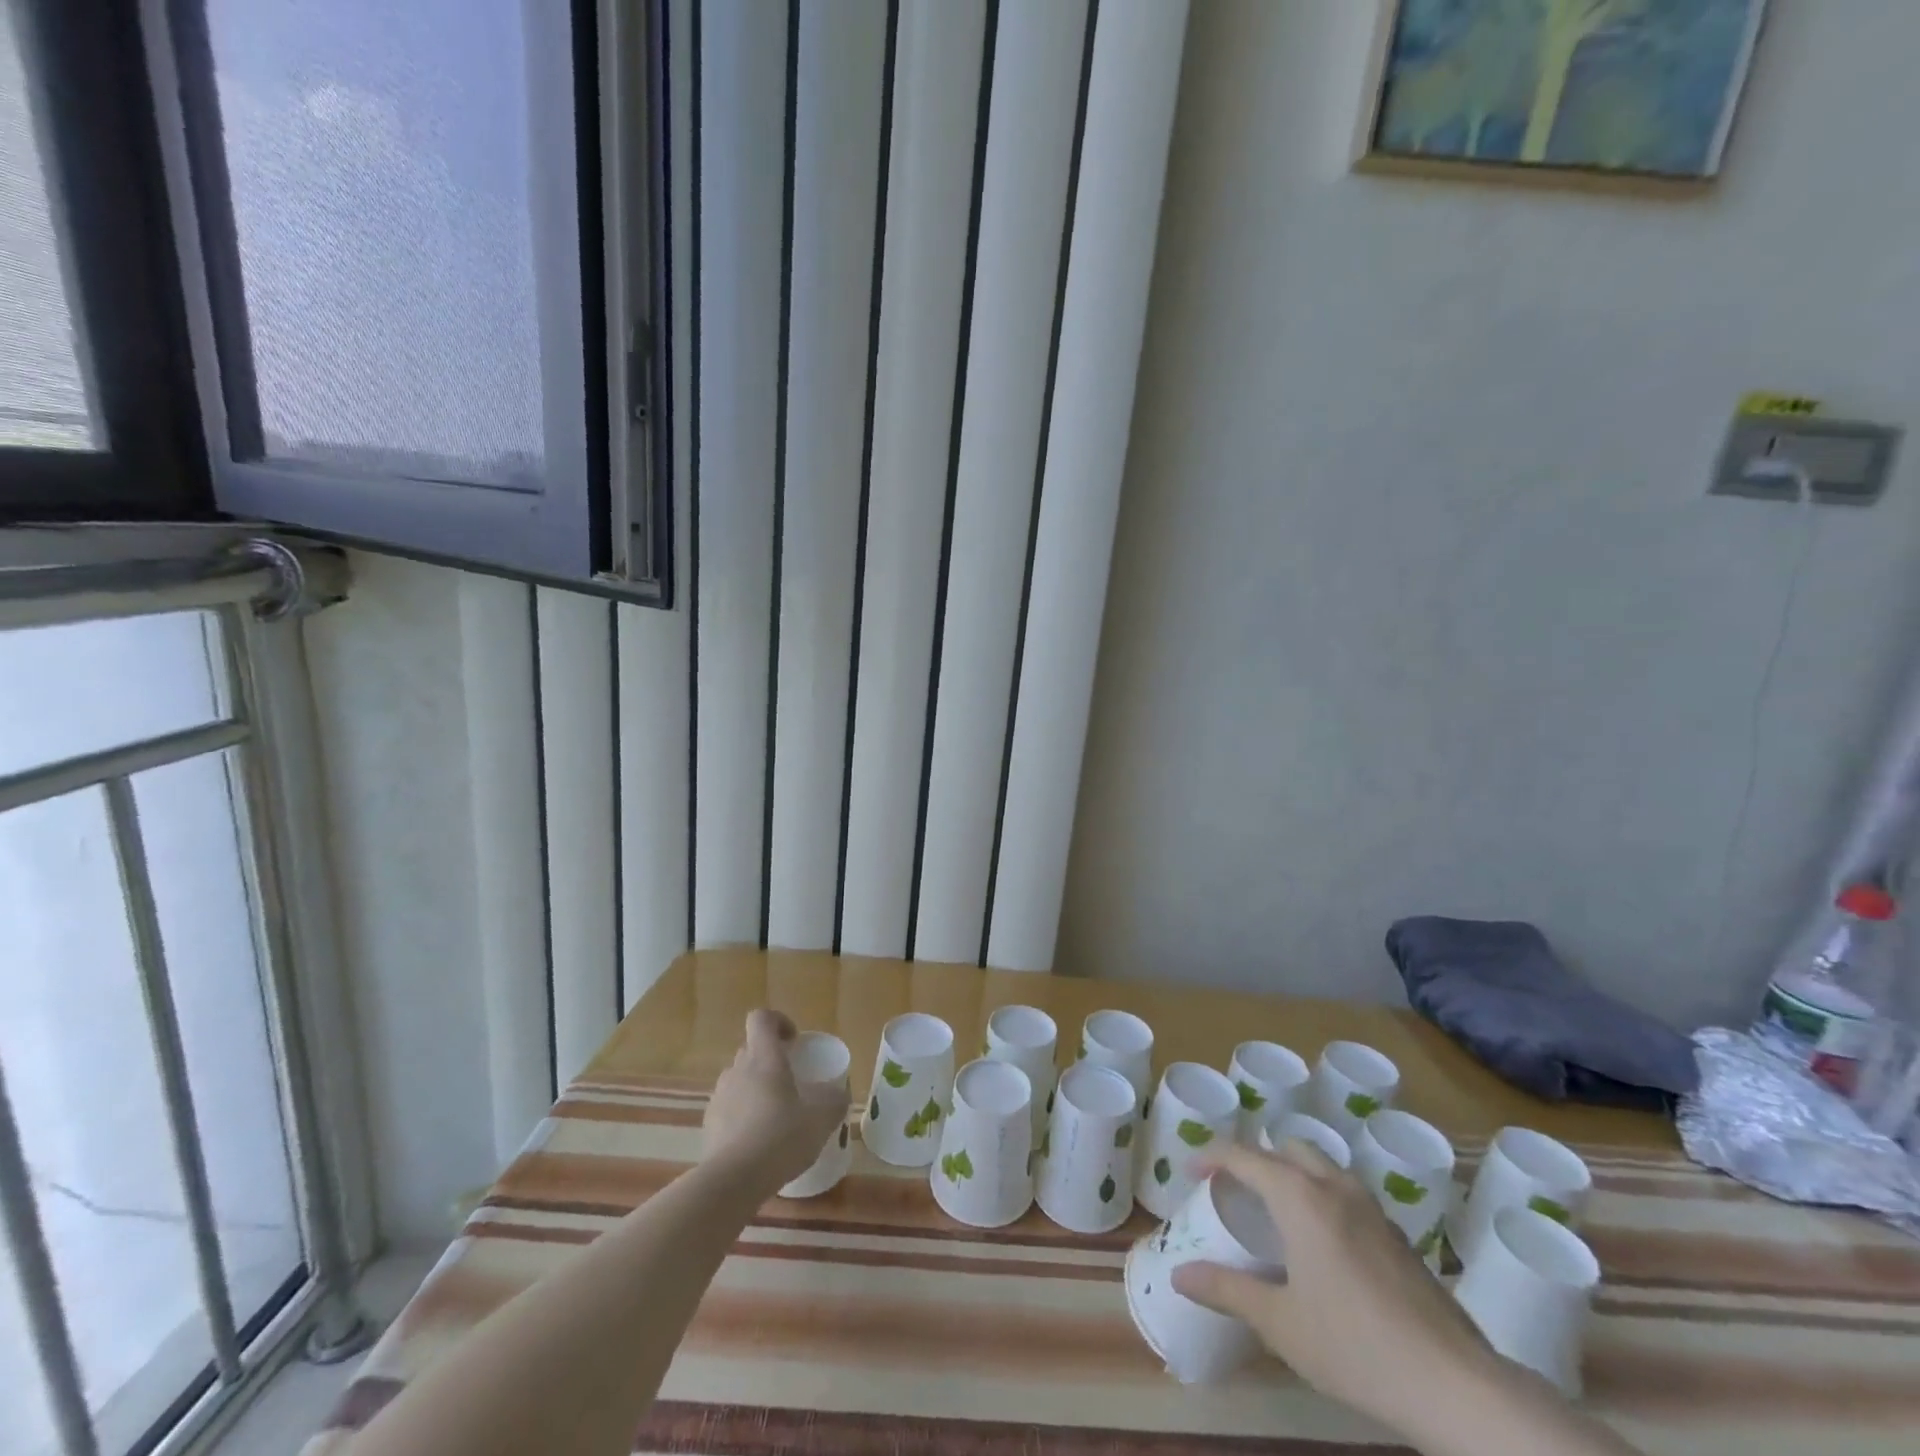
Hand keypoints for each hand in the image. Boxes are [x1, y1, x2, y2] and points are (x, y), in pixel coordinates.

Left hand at [701, 1010, 846, 1190]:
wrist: (732, 1182)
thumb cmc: (780, 1138)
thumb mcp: (821, 1119)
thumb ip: (835, 1101)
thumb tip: (840, 1094)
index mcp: (764, 1058)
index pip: (761, 1019)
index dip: (778, 1022)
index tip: (794, 1041)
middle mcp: (737, 1070)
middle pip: (751, 1050)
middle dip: (770, 1060)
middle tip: (792, 1083)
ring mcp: (719, 1097)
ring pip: (739, 1079)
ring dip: (755, 1088)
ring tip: (775, 1116)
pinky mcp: (708, 1125)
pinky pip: (729, 1108)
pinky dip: (742, 1116)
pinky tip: (758, 1143)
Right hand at [1171, 1141, 1497, 1434]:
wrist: (1454, 1384)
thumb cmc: (1354, 1346)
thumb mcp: (1280, 1323)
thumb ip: (1227, 1291)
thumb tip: (1178, 1274)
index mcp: (1300, 1197)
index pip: (1244, 1155)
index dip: (1211, 1156)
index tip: (1191, 1171)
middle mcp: (1334, 1187)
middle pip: (1287, 1149)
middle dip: (1256, 1159)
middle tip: (1236, 1190)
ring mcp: (1372, 1208)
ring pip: (1321, 1166)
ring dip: (1292, 1174)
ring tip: (1276, 1212)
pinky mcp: (1397, 1234)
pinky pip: (1346, 1193)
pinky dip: (1321, 1197)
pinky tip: (1323, 1244)